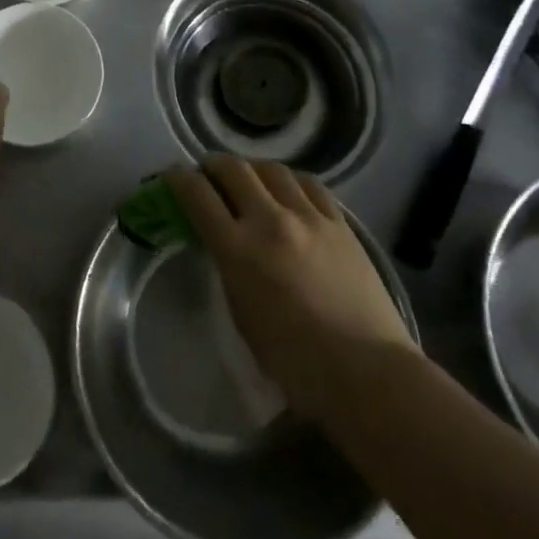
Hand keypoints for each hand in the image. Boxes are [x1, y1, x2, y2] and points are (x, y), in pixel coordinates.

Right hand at [166, 157, 413, 421]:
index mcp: (238, 249)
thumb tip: (225, 242)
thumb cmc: (295, 362)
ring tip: (249, 180)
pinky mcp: (340, 222)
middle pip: (233, 169)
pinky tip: (289, 190)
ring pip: (272, 169)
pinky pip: (309, 184)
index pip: (197, 195)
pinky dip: (290, 181)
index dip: (178, 179)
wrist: (367, 372)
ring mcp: (309, 216)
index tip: (171, 175)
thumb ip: (229, 268)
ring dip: (252, 169)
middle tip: (208, 175)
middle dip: (213, 166)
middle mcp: (270, 220)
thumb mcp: (242, 315)